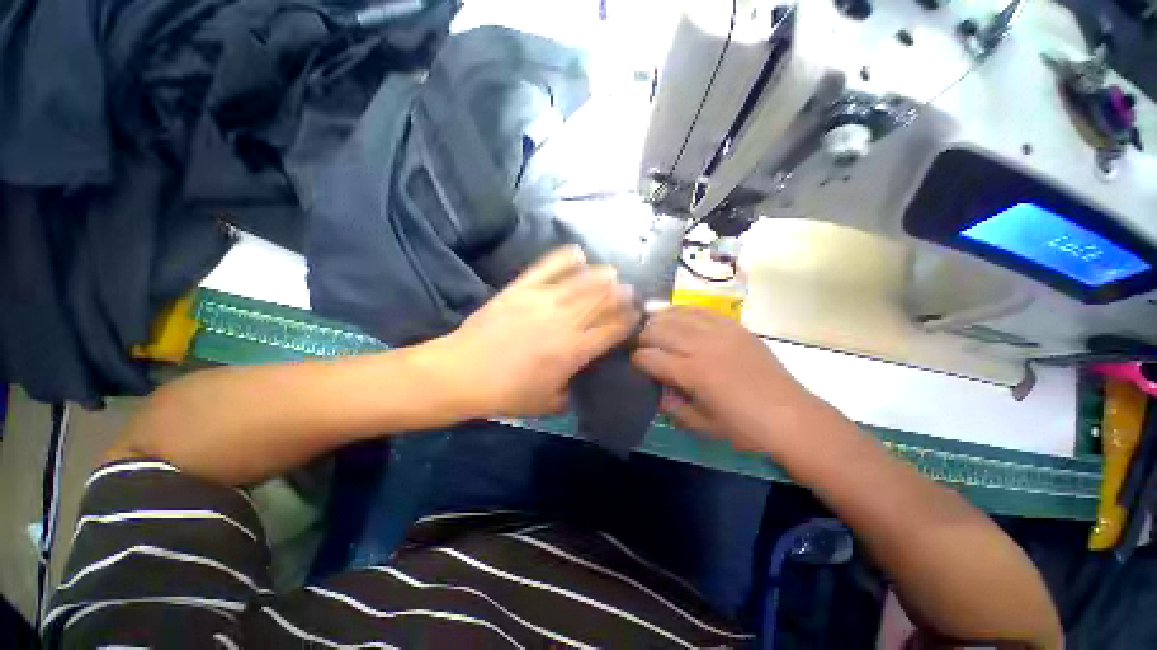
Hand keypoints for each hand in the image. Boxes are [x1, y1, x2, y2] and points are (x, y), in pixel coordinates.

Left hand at [437, 246, 639, 418]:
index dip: (629, 321)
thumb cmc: (507, 394)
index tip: (636, 316)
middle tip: (630, 292)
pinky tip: (578, 253)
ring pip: (582, 281)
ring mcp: (542, 300)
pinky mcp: (521, 288)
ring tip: (613, 273)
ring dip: (602, 276)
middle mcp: (564, 321)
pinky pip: (548, 267)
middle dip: (621, 295)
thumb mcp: (549, 404)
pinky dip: (565, 258)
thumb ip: (575, 391)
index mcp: (574, 351)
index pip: (613, 330)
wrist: (462, 373)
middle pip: (602, 301)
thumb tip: (586, 375)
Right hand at [631, 306, 828, 453]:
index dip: (636, 359)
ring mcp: (719, 332)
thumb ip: (672, 406)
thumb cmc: (745, 428)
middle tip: (639, 346)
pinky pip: (700, 310)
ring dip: (658, 320)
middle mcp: (702, 346)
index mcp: (693, 373)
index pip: (650, 357)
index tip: (634, 364)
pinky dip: (682, 311)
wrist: (792, 417)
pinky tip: (675, 315)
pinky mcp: (733, 326)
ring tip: (651, 327)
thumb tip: (655, 388)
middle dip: (642, 337)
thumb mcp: (702, 426)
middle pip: (658, 330)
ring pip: (676, 315)